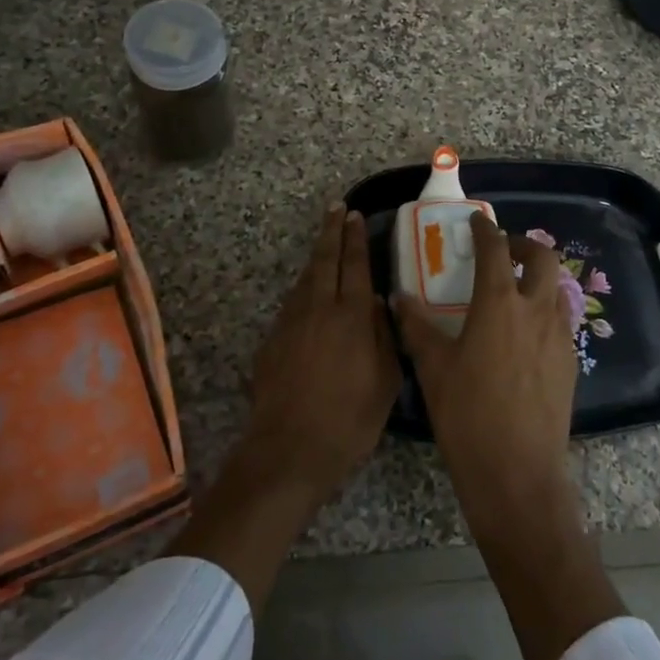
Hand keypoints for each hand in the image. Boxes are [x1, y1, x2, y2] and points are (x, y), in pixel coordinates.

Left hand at [245, 204, 400, 503]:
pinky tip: (308, 292)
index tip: (356, 216)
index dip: (356, 238)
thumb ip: (385, 337)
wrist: (289, 449)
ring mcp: (291, 322)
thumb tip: (381, 306)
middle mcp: (319, 309)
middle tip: (336, 209)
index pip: (356, 265)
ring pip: (305, 278)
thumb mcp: (386, 382)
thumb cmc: (349, 419)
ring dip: (316, 257)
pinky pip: (292, 302)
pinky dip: (303, 287)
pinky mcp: (272, 340)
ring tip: (325, 243)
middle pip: (325, 259)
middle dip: (331, 231)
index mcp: (352, 316)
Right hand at [393, 213, 576, 532]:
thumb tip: (399, 298)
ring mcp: (559, 336)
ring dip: (539, 278)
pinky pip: (562, 321)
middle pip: (543, 257)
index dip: (485, 230)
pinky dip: (545, 311)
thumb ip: (416, 327)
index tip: (477, 222)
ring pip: (558, 288)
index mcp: (498, 304)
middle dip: (524, 245)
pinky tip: (525, 335)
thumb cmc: (467, 416)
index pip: (495, 250)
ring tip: (515, 291)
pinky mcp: (570, 363)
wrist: (517, 474)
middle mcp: (535, 311)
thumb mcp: (433, 368)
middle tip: (503, 252)